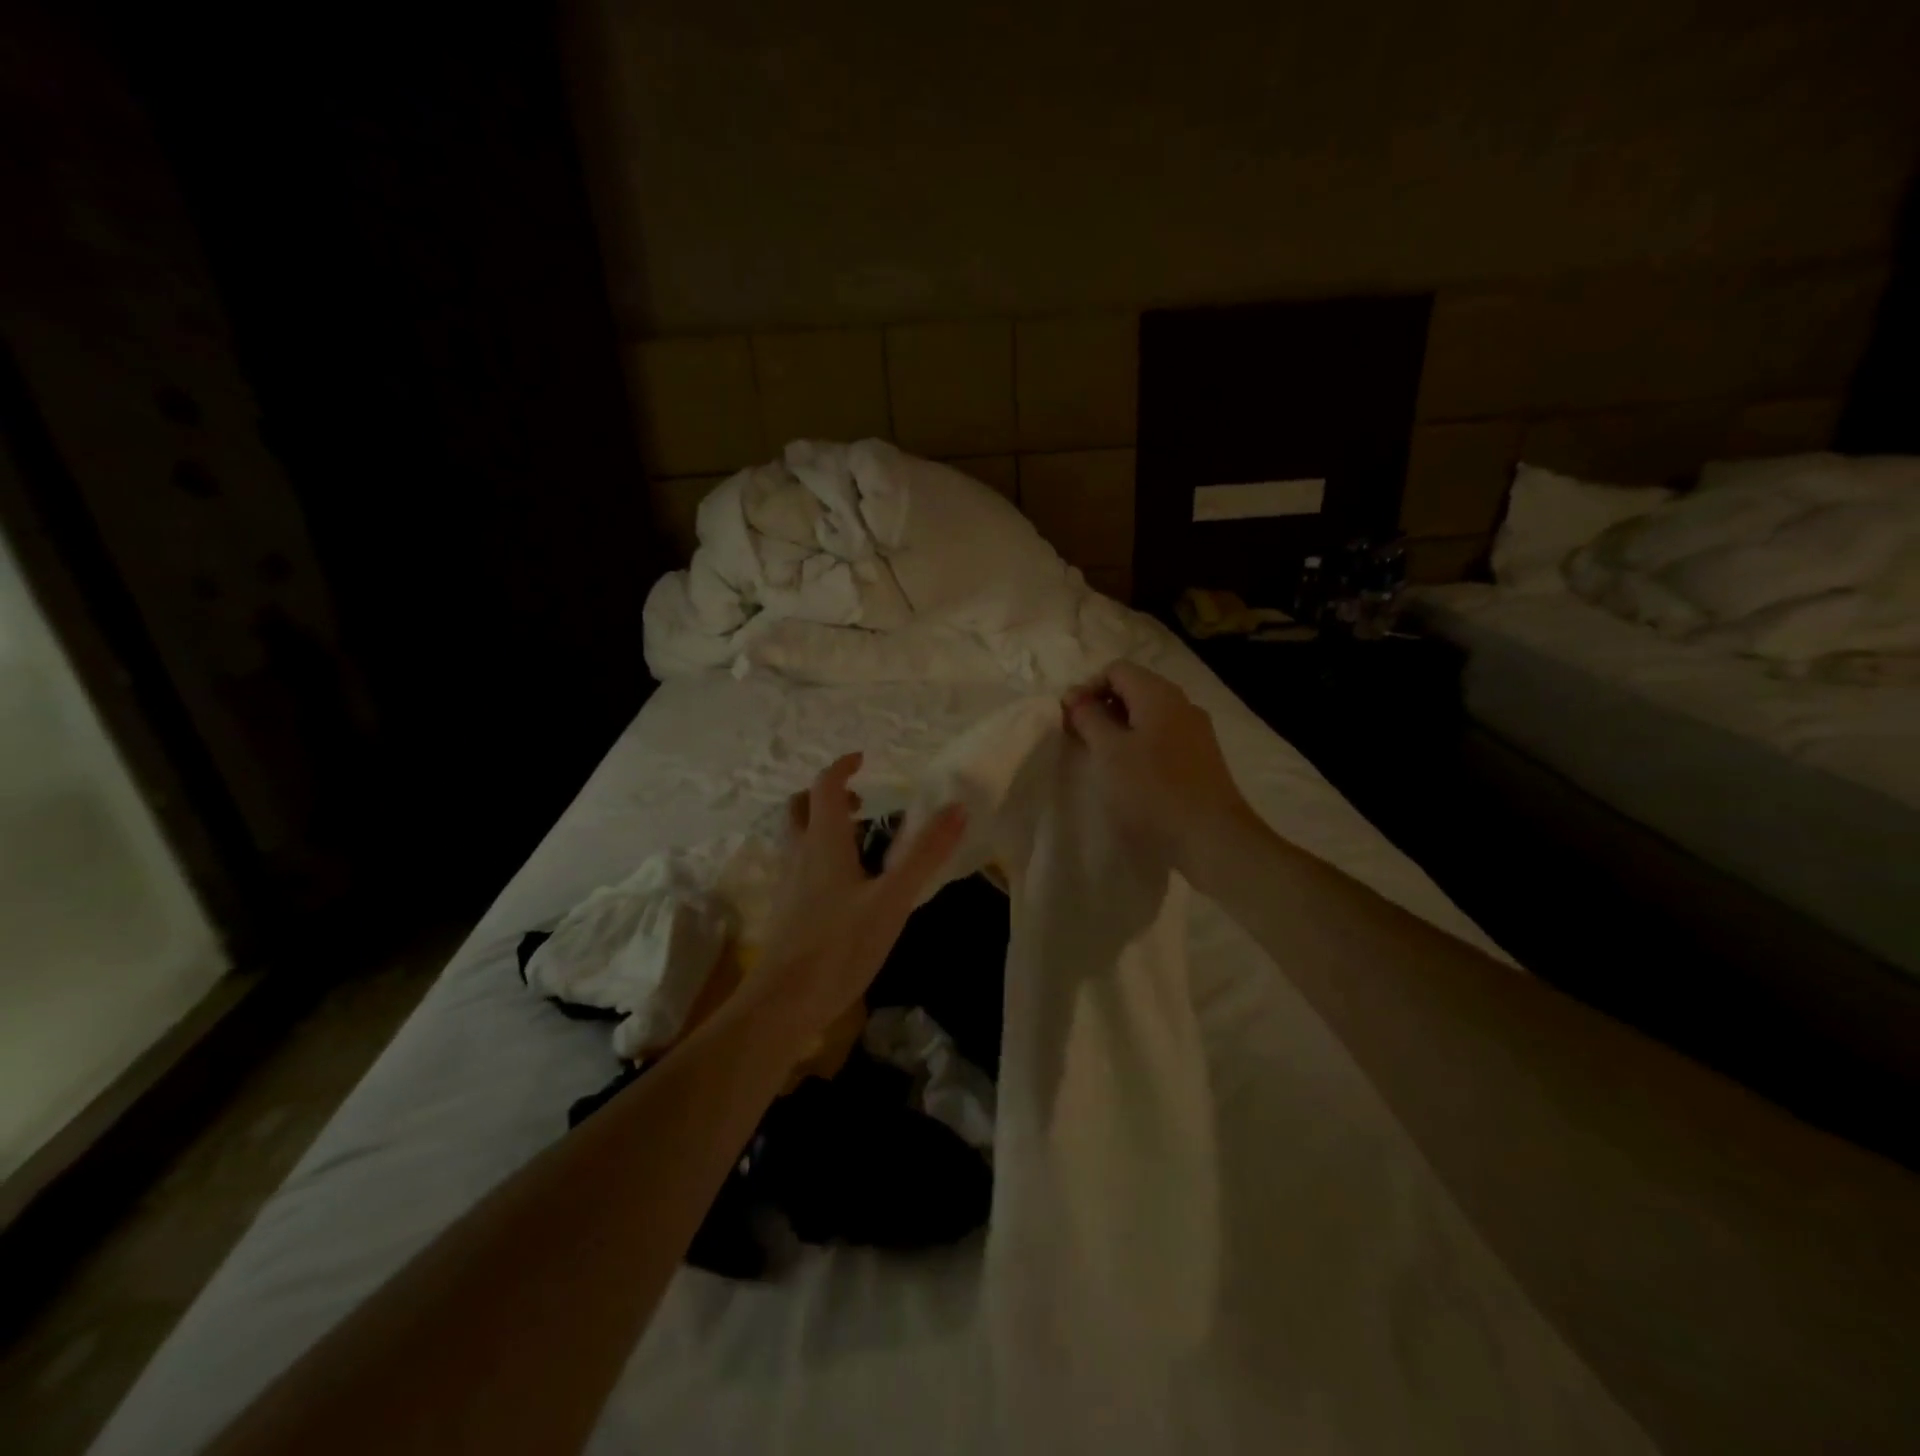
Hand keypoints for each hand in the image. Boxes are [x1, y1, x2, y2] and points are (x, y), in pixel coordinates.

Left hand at [741, 753, 966, 1043]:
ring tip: (858, 841)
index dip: (841, 768)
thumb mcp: (893, 899)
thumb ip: (924, 854)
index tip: (862, 760)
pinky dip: (819, 857)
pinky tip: (845, 886)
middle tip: (860, 804)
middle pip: (800, 808)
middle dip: (827, 796)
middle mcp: (800, 855)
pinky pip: (800, 866)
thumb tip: (957, 808)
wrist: (784, 1004)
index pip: (825, 787)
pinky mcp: (788, 911)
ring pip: (797, 838)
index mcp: (823, 842)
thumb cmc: (839, 945)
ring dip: (822, 826)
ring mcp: (789, 884)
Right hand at [1062, 661, 1256, 880]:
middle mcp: (1181, 704)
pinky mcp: (1201, 758)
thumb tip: (1075, 695)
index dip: (1087, 688)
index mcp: (1158, 694)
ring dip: (1120, 729)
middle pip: (1134, 689)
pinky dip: (1140, 745)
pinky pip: (1163, 736)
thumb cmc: (1151, 790)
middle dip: (1102, 707)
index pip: (1116, 669)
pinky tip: (1131, 774)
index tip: (1069, 719)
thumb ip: (1089, 718)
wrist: (1211, 837)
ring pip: (1149, 715)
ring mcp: (1196, 731)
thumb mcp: (1109, 752)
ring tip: (1102, 758)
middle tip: (1080, 738)